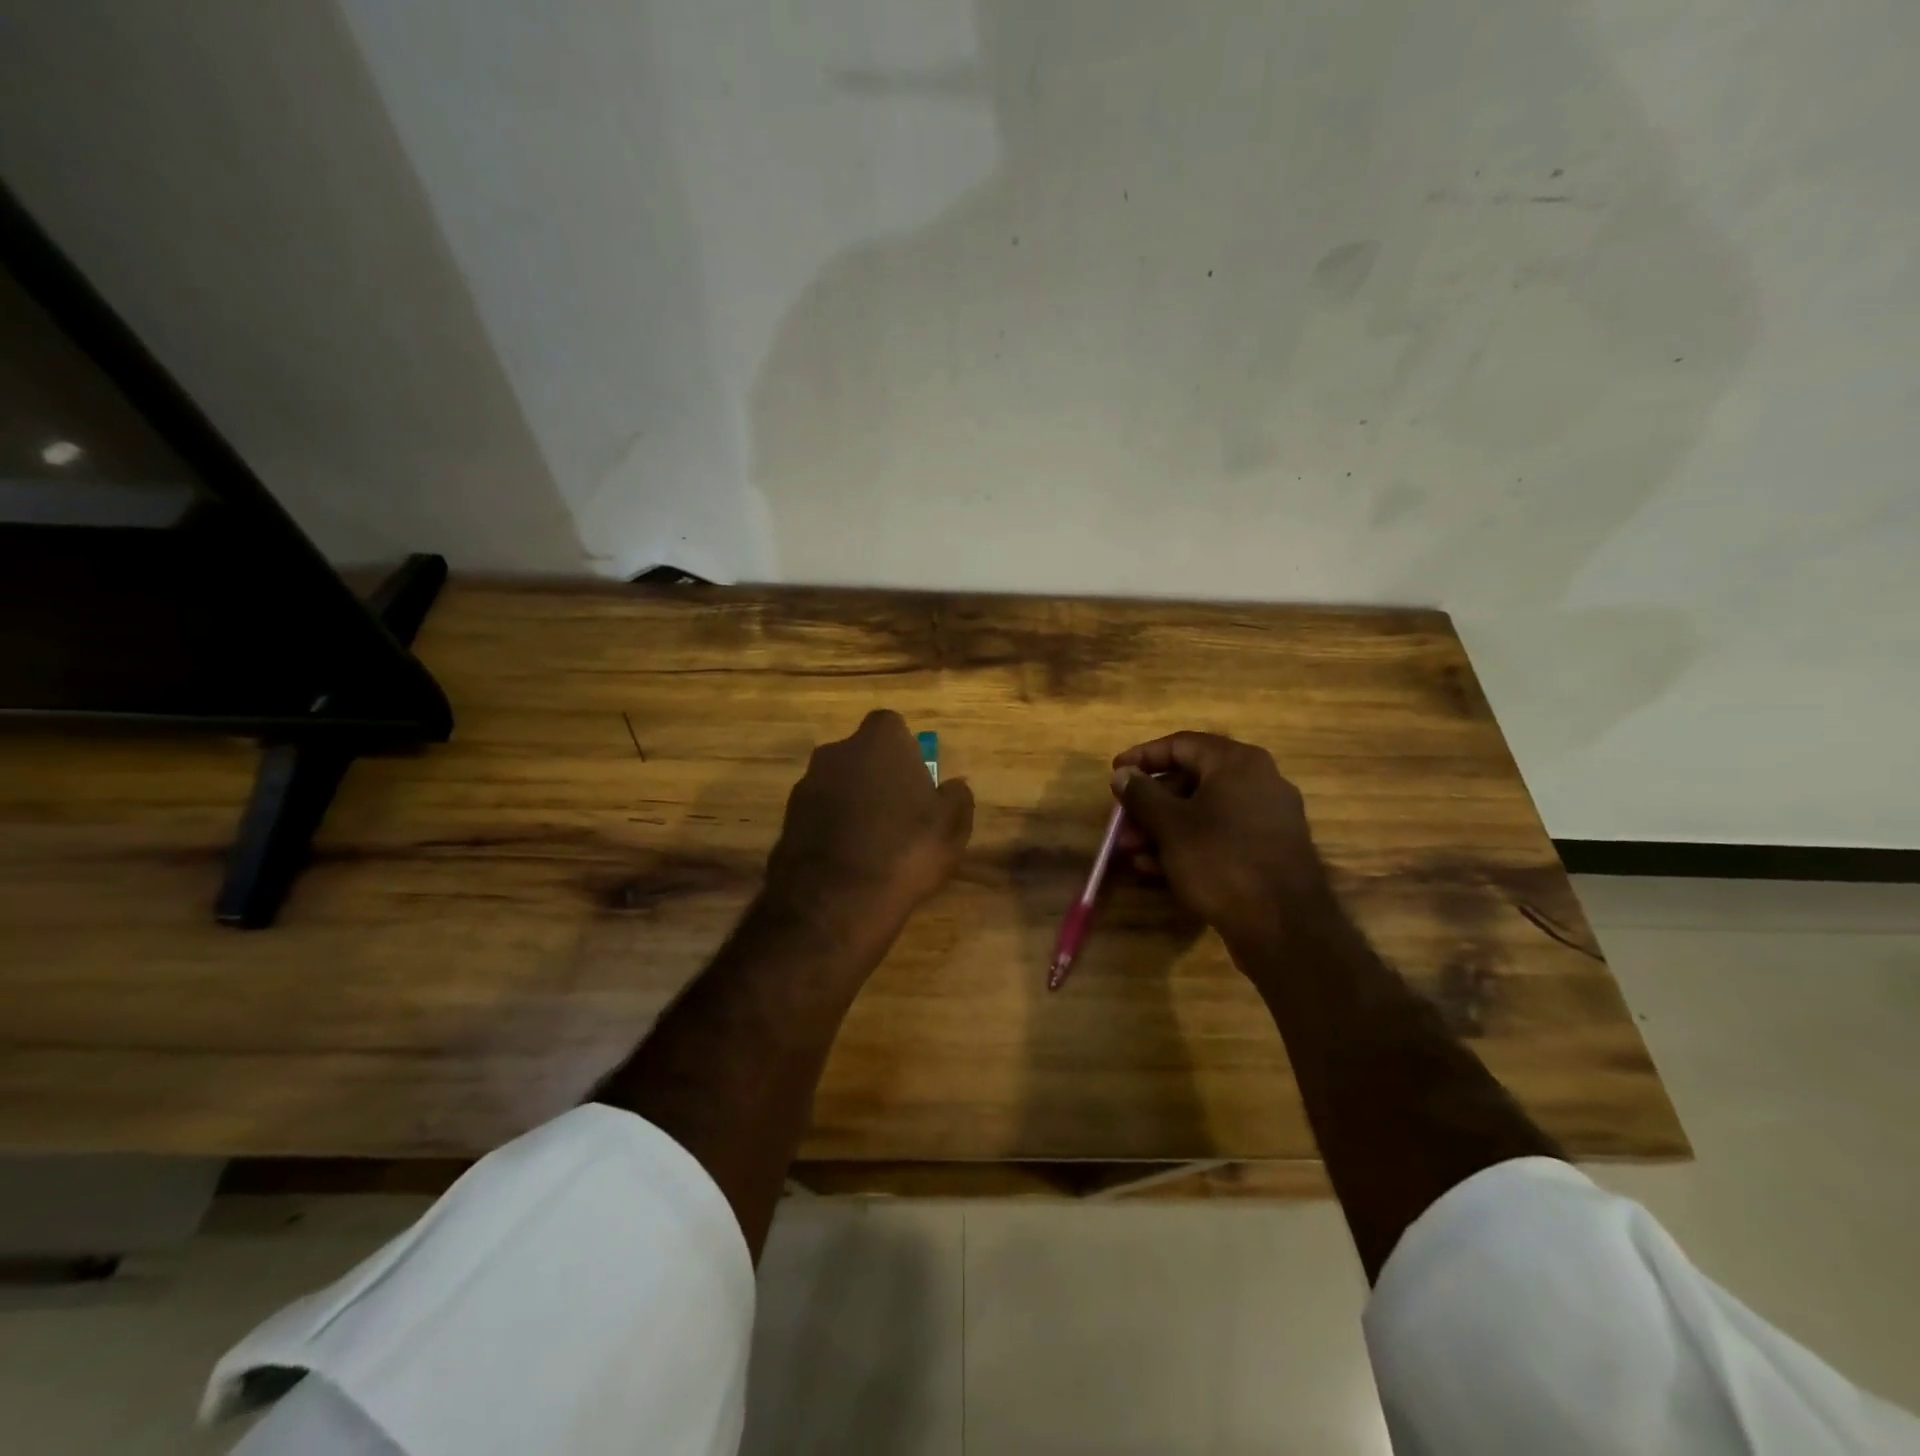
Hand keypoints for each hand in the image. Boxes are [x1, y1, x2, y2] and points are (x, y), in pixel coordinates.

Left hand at [764, 710, 973, 947]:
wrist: (834, 902)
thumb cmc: (905, 851)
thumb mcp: (952, 827)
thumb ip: (956, 796)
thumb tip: (952, 785)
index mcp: (879, 741)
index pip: (891, 725)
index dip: (905, 750)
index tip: (917, 780)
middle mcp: (836, 752)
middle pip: (861, 754)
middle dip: (877, 775)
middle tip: (899, 812)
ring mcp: (806, 785)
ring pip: (837, 784)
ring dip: (853, 802)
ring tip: (874, 843)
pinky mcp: (786, 820)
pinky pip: (818, 815)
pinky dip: (832, 828)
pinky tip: (848, 861)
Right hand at [1111, 732, 1335, 950]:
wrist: (1284, 927)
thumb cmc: (1221, 862)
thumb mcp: (1170, 826)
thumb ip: (1142, 794)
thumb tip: (1123, 774)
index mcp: (1237, 763)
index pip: (1181, 744)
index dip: (1143, 757)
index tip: (1115, 774)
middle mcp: (1258, 781)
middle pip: (1191, 779)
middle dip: (1150, 802)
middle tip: (1122, 823)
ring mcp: (1268, 817)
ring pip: (1203, 811)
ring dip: (1163, 828)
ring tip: (1132, 852)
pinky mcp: (1269, 850)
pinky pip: (1220, 835)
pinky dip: (1188, 844)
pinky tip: (1158, 869)